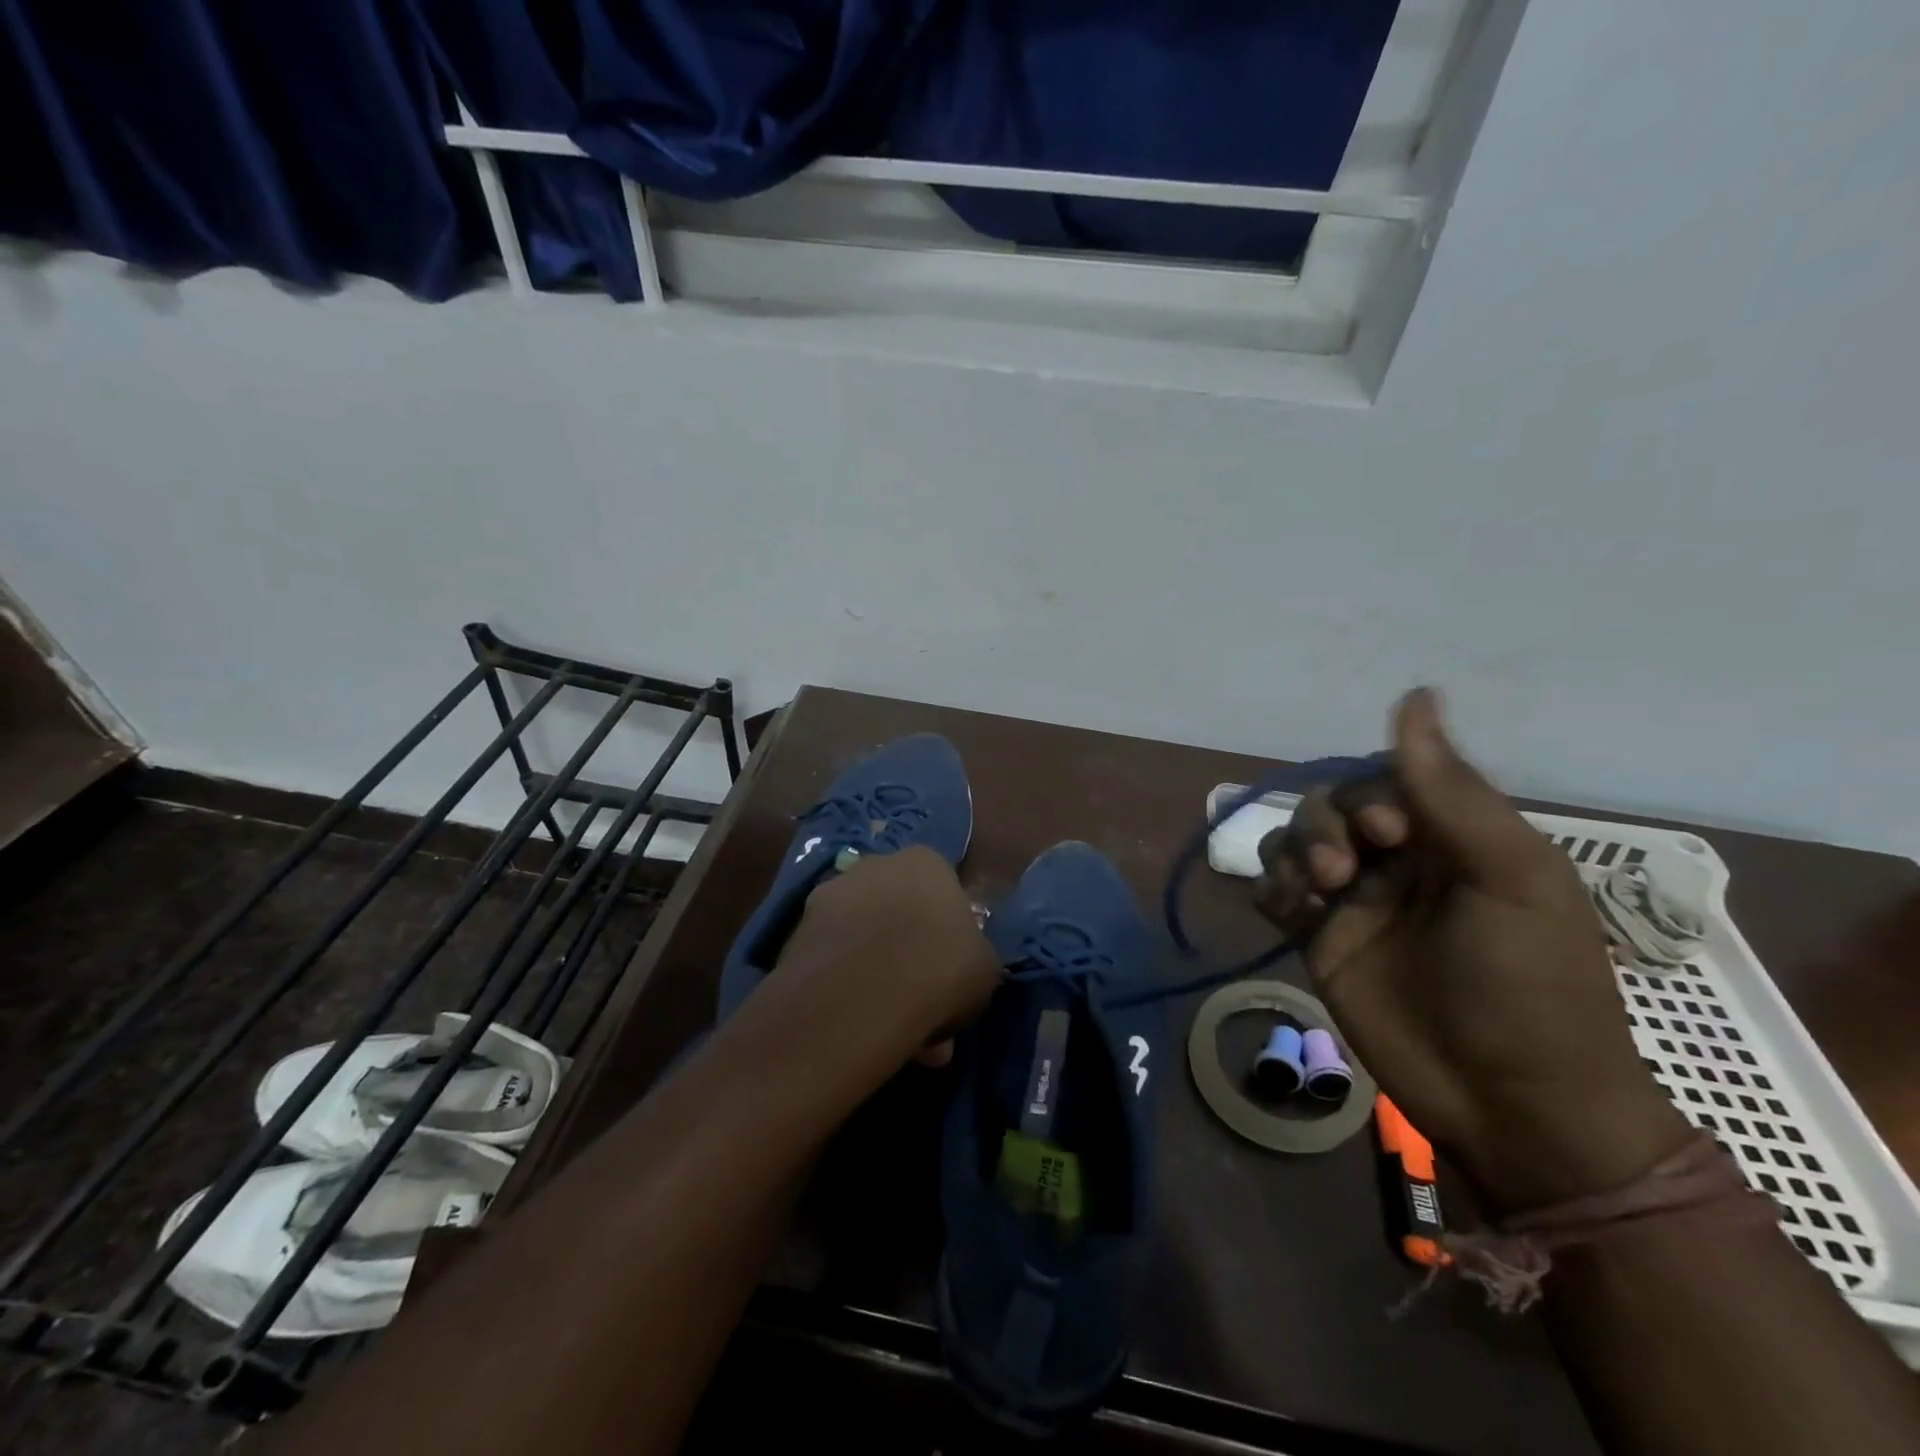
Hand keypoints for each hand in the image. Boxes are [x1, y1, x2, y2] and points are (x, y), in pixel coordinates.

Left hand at [769, 845, 1002, 1069]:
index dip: (947, 934)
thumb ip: (972, 957)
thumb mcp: (986, 966)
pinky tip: (859, 1030)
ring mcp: (829, 896)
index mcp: (925, 862)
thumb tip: (959, 969)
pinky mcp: (795, 933)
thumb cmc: (941, 966)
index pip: (942, 890)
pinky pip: (833, 962)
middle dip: (908, 957)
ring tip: (892, 1031)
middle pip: (897, 912)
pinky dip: (845, 990)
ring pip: (863, 940)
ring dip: (877, 977)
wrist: (861, 993)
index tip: (951, 972)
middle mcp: (874, 866)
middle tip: (923, 1008)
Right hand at [1256, 689, 1691, 1215]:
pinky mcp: (1320, 939)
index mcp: (1451, 837)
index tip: (1387, 832)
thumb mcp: (1507, 876)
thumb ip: (1450, 789)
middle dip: (1325, 827)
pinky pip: (1275, 891)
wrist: (1512, 1105)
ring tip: (1314, 894)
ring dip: (1291, 853)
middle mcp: (1397, 860)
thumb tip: (1415, 695)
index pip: (1385, 779)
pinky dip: (1272, 889)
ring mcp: (1354, 901)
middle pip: (1330, 806)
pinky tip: (1288, 912)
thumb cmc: (1529, 985)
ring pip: (1294, 842)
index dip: (1370, 794)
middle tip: (1343, 874)